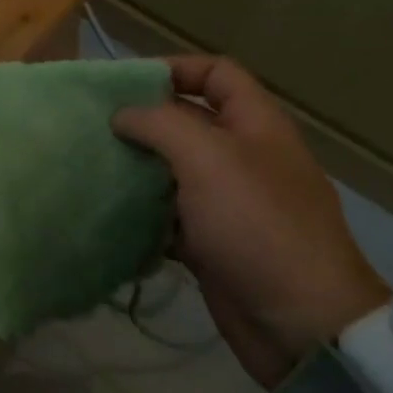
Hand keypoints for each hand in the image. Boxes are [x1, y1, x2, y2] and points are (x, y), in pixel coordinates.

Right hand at [114, 57, 390, 388]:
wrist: (301, 323)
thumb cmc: (257, 224)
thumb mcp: (208, 158)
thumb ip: (160, 124)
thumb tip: (121, 115)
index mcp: (255, 125)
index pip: (216, 74)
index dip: (175, 68)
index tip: (124, 85)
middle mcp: (243, 157)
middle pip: (188, 123)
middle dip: (143, 122)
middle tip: (92, 128)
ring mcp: (228, 203)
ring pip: (173, 171)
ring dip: (137, 169)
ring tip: (90, 166)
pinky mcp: (212, 244)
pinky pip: (169, 217)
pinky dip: (142, 214)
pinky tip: (108, 214)